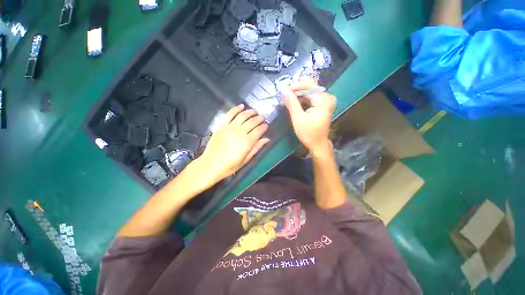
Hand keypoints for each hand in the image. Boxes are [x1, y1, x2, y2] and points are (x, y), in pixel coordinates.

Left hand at [196, 104, 269, 182]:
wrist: (210, 165)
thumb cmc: (230, 165)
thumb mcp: (245, 160)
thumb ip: (256, 148)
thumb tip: (266, 139)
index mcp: (247, 142)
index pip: (259, 130)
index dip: (264, 127)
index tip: (266, 125)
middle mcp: (240, 132)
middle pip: (252, 121)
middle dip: (259, 118)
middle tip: (263, 117)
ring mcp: (230, 127)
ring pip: (243, 115)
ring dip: (250, 111)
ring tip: (255, 111)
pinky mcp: (222, 125)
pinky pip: (230, 114)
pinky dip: (236, 108)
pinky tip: (241, 106)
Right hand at [281, 79, 335, 154]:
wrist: (318, 144)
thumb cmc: (308, 133)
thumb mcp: (298, 118)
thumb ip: (291, 102)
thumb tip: (283, 88)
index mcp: (323, 99)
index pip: (308, 85)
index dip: (294, 87)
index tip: (283, 91)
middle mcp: (327, 97)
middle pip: (309, 87)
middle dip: (295, 91)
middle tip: (283, 97)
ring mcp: (326, 100)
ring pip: (309, 92)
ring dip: (297, 95)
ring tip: (286, 100)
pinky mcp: (323, 104)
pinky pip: (311, 97)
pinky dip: (301, 99)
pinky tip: (294, 103)